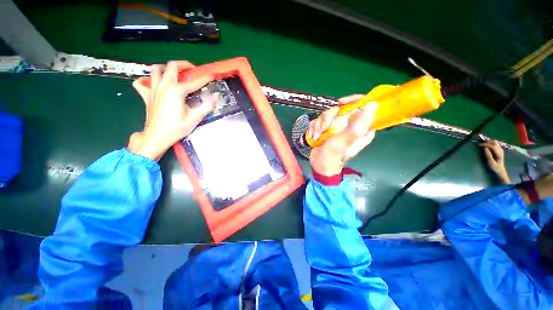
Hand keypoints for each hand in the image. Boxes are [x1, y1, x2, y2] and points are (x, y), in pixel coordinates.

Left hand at [127, 61, 216, 160]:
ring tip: (173, 73)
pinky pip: (141, 83)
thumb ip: (207, 106)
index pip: (195, 82)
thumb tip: (216, 97)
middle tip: (192, 69)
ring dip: (165, 68)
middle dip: (184, 64)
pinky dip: (145, 80)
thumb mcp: (195, 117)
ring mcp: (153, 89)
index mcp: (177, 91)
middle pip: (172, 66)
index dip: (205, 78)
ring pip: (155, 70)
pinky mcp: (146, 96)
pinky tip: (152, 83)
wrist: (158, 136)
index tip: (212, 76)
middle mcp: (164, 85)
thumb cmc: (177, 127)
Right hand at [308, 95, 377, 175]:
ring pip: (328, 114)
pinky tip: (314, 136)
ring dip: (319, 125)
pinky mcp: (327, 128)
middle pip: (340, 108)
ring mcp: (337, 126)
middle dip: (328, 118)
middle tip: (324, 129)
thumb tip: (372, 104)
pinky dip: (315, 127)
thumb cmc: (333, 156)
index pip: (363, 105)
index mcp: (361, 127)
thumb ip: (357, 125)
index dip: (352, 100)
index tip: (340, 103)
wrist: (319, 165)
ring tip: (317, 136)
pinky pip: (319, 120)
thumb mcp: (344, 141)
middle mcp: (350, 125)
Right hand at [479, 139, 509, 183]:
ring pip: (495, 142)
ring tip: (483, 143)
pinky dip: (491, 143)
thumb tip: (485, 148)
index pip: (492, 145)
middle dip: (487, 141)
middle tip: (480, 143)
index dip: (485, 144)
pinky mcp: (499, 150)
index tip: (479, 144)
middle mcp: (500, 150)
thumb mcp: (490, 162)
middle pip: (494, 142)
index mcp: (499, 153)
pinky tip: (487, 145)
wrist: (500, 170)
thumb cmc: (494, 167)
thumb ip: (488, 155)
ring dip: (489, 142)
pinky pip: (495, 144)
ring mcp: (500, 150)